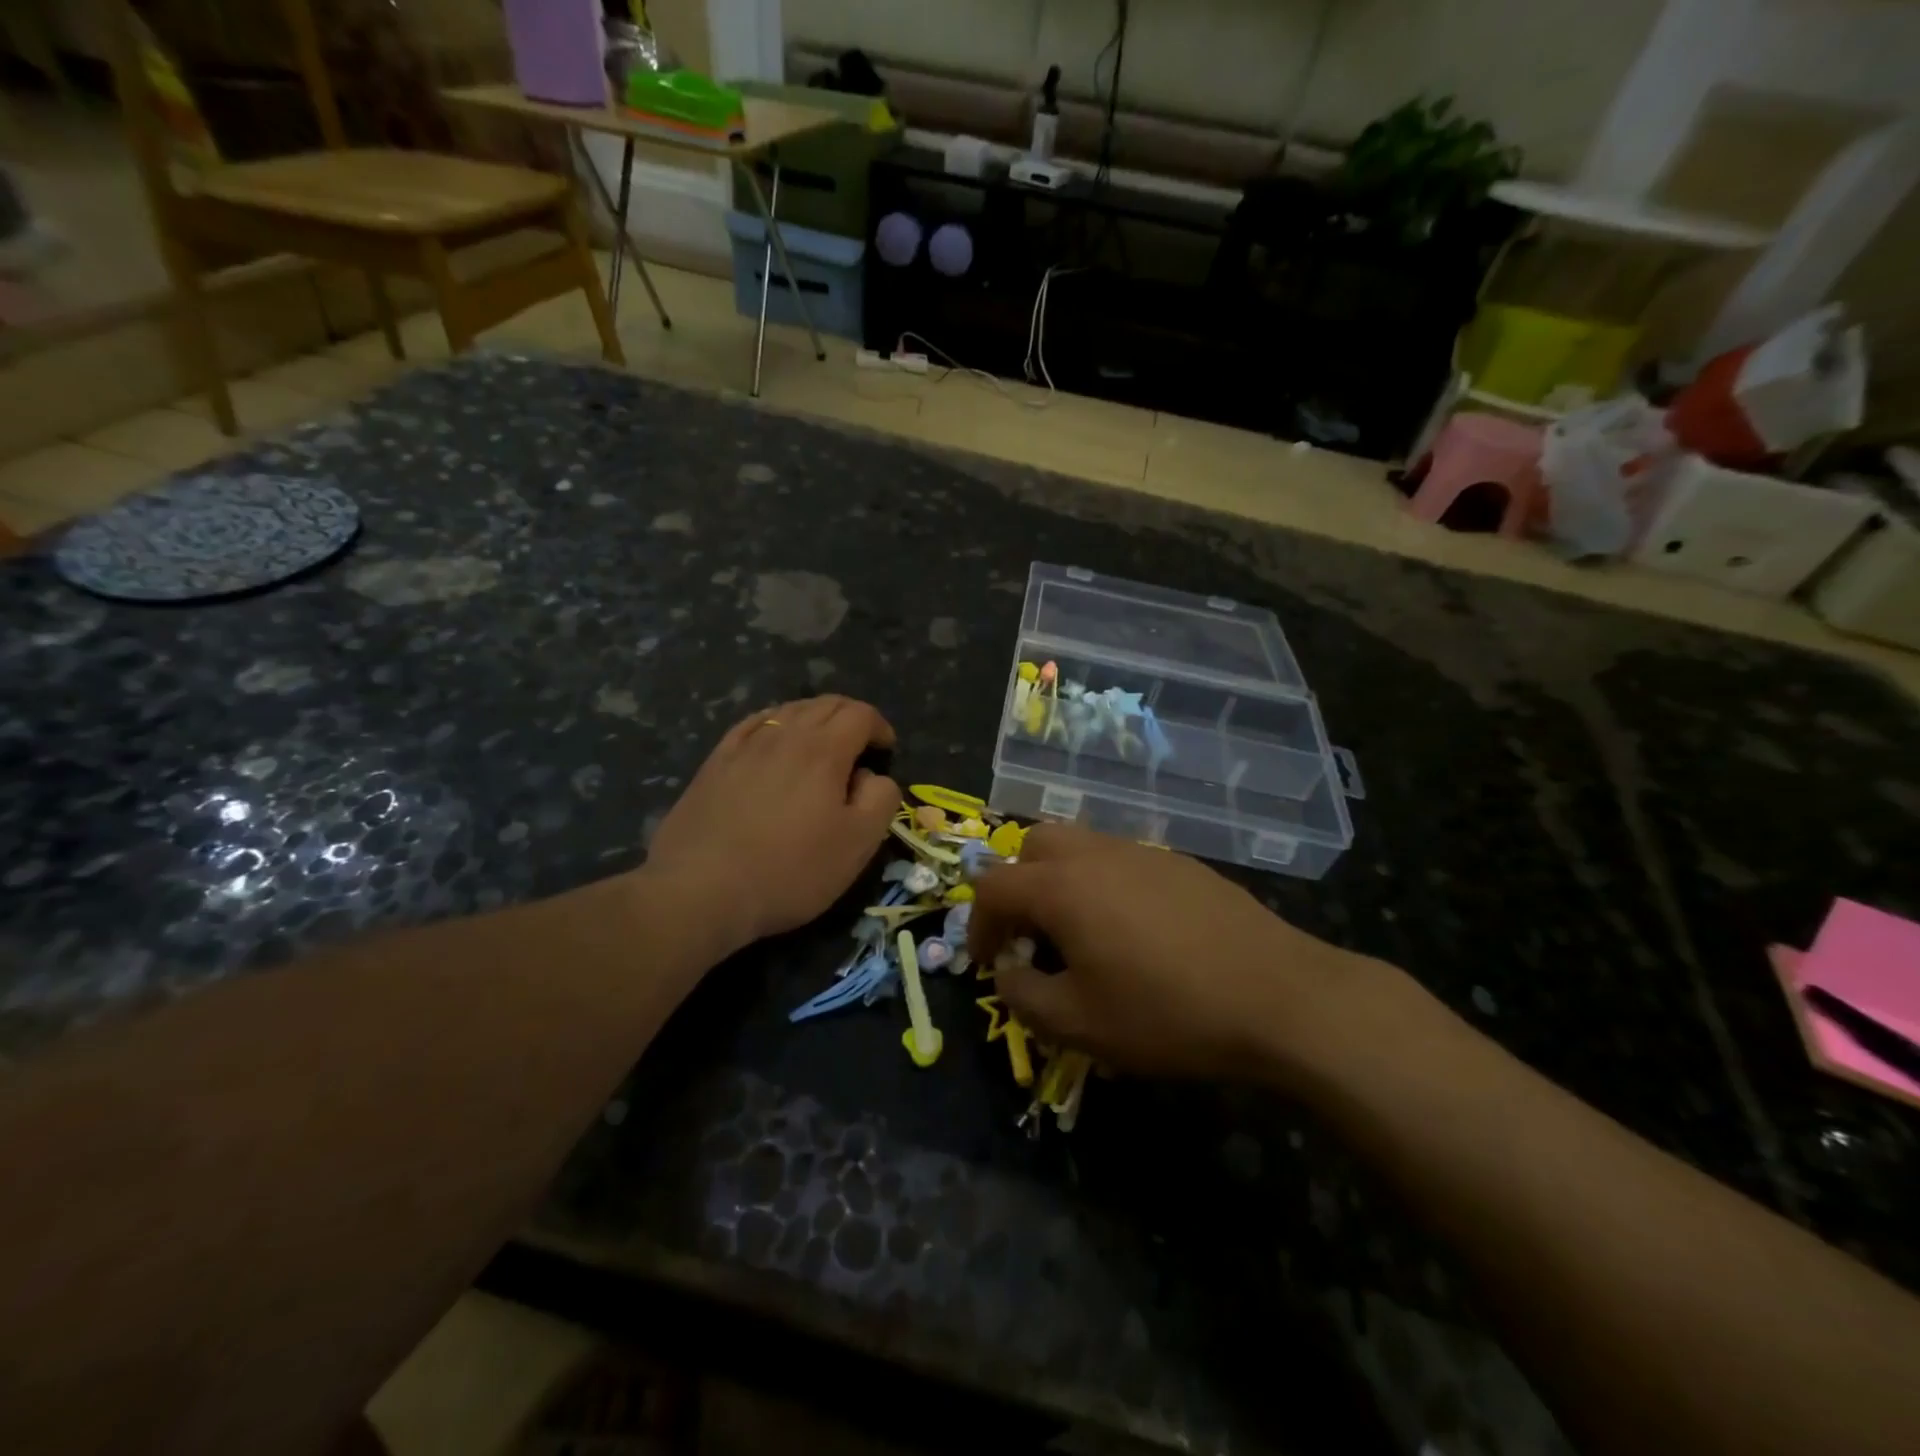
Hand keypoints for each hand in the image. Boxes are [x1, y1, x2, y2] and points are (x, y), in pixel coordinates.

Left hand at [643, 696, 898, 950]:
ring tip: (821, 744)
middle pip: (824, 704)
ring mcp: (744, 746)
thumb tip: (873, 775)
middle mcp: (784, 735)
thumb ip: (880, 799)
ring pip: (787, 710)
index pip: (859, 714)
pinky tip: (773, 740)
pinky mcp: (715, 763)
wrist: (701, 890)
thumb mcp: (858, 844)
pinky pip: (751, 725)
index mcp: (823, 750)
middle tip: (860, 744)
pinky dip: (774, 723)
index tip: (886, 750)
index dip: (879, 726)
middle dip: (850, 716)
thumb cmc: (790, 870)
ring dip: (814, 718)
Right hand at [968, 823, 1365, 1083]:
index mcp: (1062, 886)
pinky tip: (1135, 931)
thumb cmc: (1167, 1012)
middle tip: (1032, 935)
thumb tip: (1009, 972)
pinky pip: (1121, 859)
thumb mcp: (1079, 1023)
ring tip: (1081, 935)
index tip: (988, 962)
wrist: (1277, 996)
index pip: (993, 886)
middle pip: (1033, 845)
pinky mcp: (1179, 862)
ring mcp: (1142, 851)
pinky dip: (1104, 883)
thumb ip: (1024, 996)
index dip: (978, 924)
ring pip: (1080, 845)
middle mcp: (1096, 854)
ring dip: (1061, 881)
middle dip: (1018, 886)